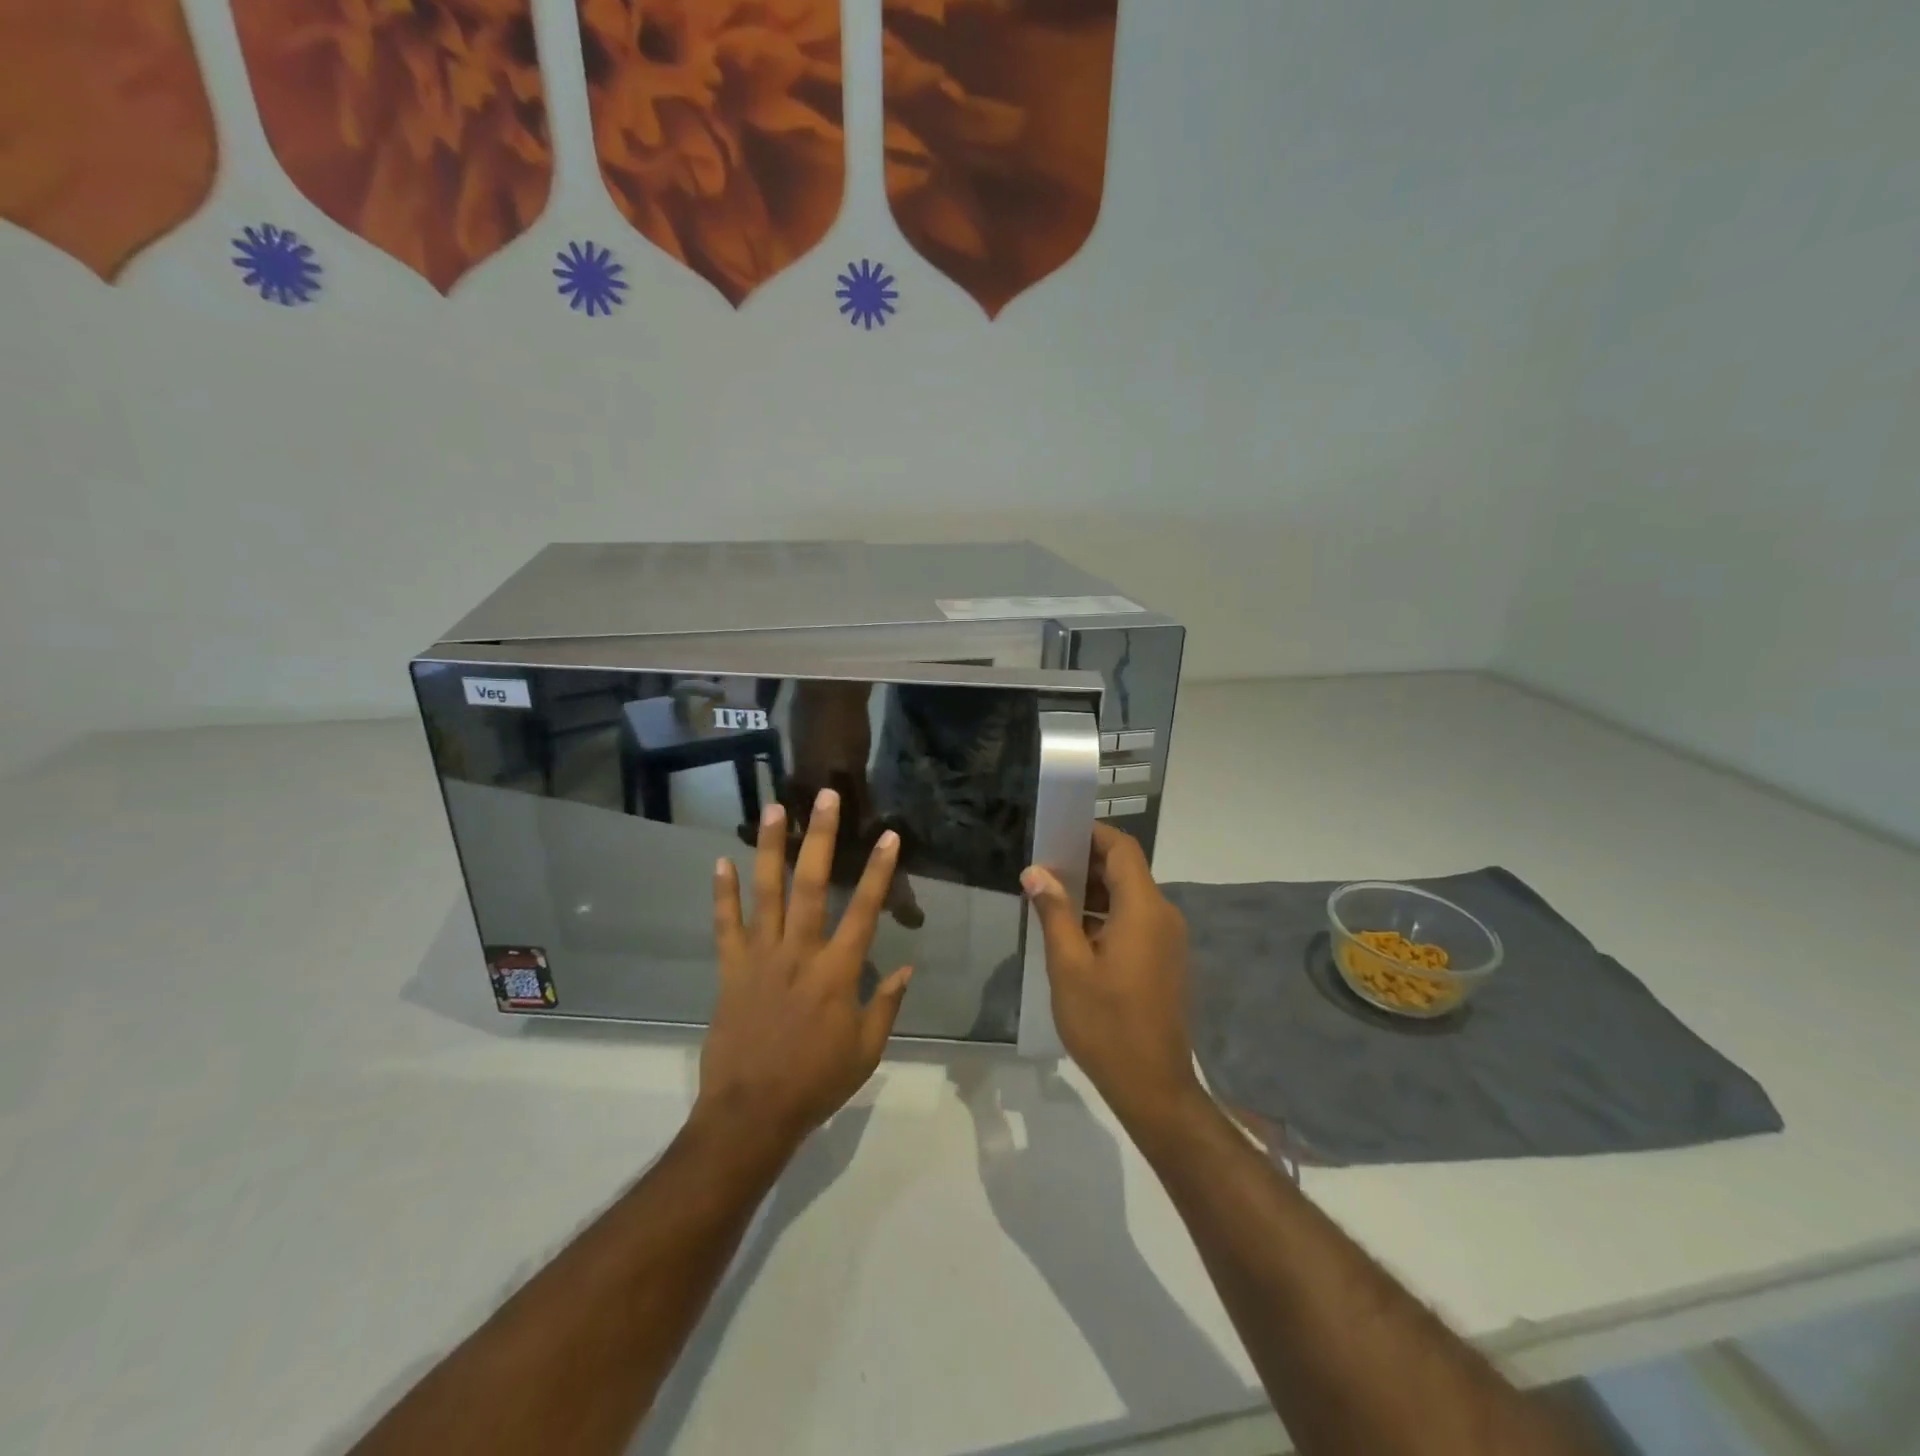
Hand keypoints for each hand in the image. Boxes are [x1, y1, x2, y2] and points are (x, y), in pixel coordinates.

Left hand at [699, 789, 912, 1151]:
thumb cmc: (816, 1082)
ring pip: (766, 893)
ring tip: (773, 809)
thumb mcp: (867, 1050)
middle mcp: (799, 953)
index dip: (880, 871)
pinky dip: (723, 893)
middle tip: (823, 796)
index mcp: (837, 972)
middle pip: (811, 884)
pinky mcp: (731, 970)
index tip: (889, 835)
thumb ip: (887, 1004)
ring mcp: (761, 958)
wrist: (752, 1113)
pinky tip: (722, 861)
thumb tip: (907, 967)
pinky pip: (726, 925)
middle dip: (820, 837)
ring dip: (770, 848)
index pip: (864, 910)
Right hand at [1022, 824, 1203, 1132]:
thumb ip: (1054, 913)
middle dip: (1086, 863)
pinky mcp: (1166, 959)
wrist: (1153, 1086)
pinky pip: (1136, 920)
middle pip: (1127, 870)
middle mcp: (1163, 915)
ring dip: (1094, 891)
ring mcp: (1168, 939)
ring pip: (1130, 896)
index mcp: (1143, 909)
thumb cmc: (1106, 1023)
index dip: (1092, 834)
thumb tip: (1037, 872)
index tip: (1057, 834)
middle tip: (1044, 869)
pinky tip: (1074, 932)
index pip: (1122, 848)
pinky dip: (1106, 914)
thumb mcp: (1068, 966)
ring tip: (1051, 898)